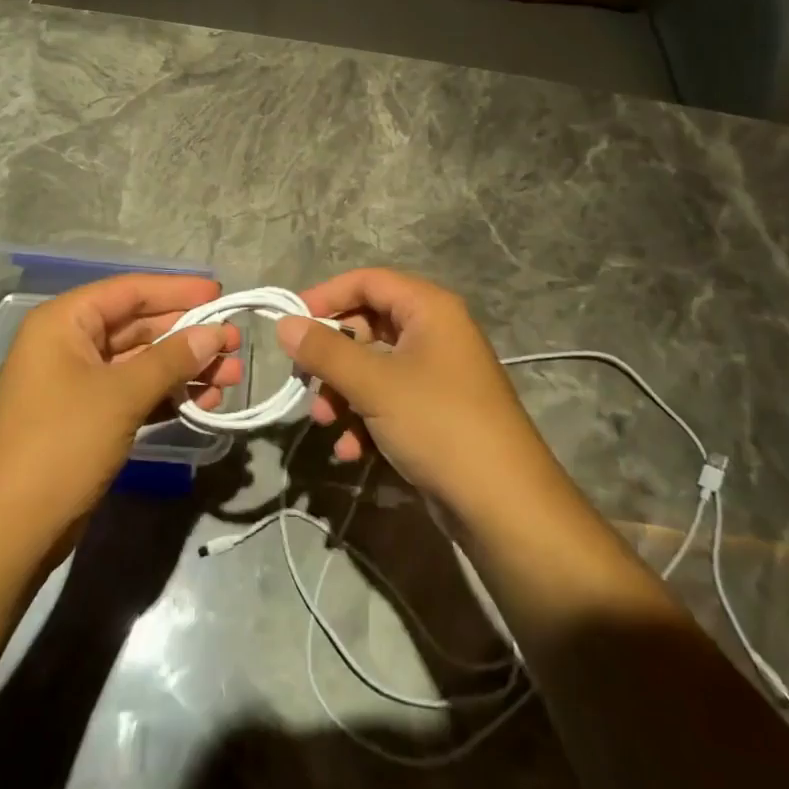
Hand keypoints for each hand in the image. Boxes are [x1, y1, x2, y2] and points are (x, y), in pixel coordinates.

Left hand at [0, 274, 241, 547]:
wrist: (6, 532)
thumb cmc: (59, 445)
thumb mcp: (121, 396)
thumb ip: (171, 359)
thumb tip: (216, 333)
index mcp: (64, 322)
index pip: (129, 291)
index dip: (177, 290)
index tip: (221, 295)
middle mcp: (69, 344)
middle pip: (138, 325)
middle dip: (187, 335)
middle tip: (235, 344)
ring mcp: (77, 383)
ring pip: (141, 362)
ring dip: (184, 368)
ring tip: (230, 378)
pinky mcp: (87, 418)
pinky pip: (134, 392)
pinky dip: (167, 395)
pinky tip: (204, 402)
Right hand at [275, 268, 559, 515]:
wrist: (505, 506)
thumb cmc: (438, 424)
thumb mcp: (373, 384)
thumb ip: (325, 350)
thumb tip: (283, 324)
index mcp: (429, 308)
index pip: (367, 281)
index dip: (325, 296)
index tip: (290, 324)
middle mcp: (435, 332)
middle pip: (367, 326)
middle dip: (332, 357)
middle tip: (304, 382)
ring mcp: (437, 374)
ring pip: (373, 368)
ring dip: (343, 394)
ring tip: (327, 424)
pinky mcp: (436, 412)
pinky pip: (389, 400)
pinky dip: (365, 420)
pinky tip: (352, 452)